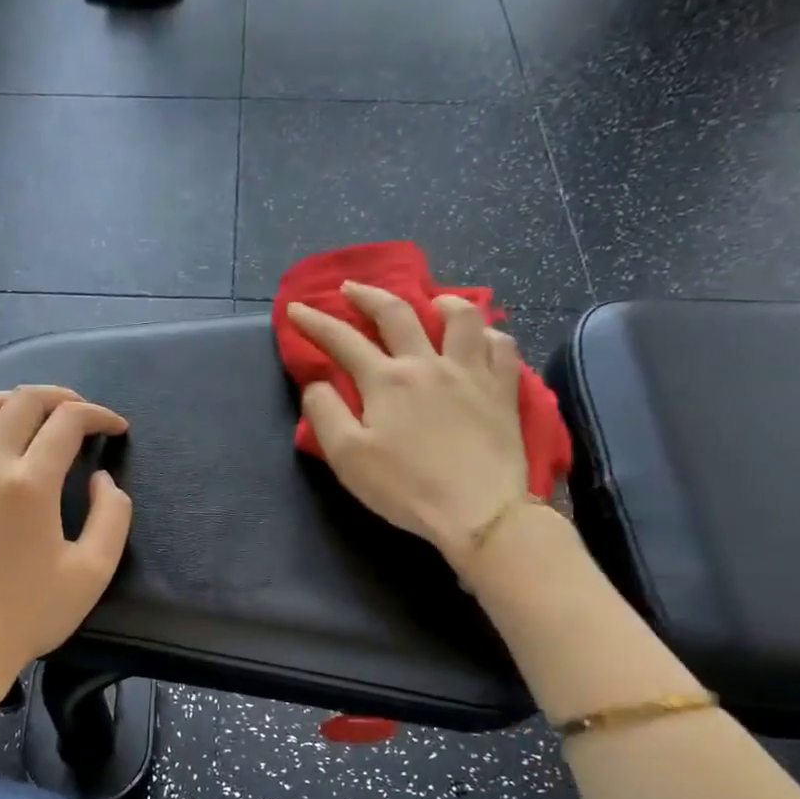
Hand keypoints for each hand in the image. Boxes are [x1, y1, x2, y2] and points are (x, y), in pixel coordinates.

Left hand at [0, 385, 132, 727]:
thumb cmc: (31, 614)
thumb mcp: (92, 571)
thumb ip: (111, 516)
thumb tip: (102, 479)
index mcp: (30, 485)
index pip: (67, 422)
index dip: (98, 415)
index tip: (115, 427)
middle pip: (23, 401)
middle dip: (61, 397)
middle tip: (83, 413)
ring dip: (15, 400)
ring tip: (37, 416)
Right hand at [288, 282, 531, 572]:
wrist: (478, 511)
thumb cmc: (406, 488)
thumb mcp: (348, 458)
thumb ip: (325, 414)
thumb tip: (317, 384)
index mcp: (386, 381)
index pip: (342, 340)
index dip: (315, 322)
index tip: (297, 308)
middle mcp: (427, 364)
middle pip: (396, 313)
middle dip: (368, 295)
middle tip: (351, 288)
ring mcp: (470, 373)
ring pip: (461, 317)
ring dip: (441, 302)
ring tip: (431, 302)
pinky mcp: (503, 390)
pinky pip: (502, 346)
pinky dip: (488, 336)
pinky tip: (480, 342)